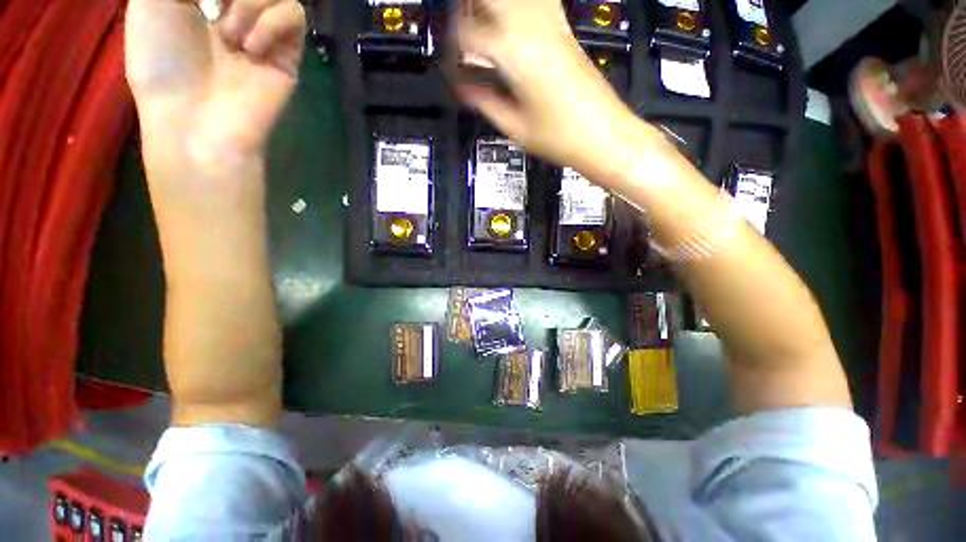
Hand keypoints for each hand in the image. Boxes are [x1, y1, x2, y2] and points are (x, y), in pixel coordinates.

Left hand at [125, 0, 306, 158]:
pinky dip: (273, 23)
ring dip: (248, 5)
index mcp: (203, 1)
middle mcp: (234, 13)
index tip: (200, 3)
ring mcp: (263, 35)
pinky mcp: (286, 57)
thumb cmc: (160, 62)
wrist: (194, 119)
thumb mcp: (150, 2)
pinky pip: (295, 16)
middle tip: (210, 11)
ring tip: (228, 37)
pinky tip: (250, 47)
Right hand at [455, 0, 631, 168]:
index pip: (467, 34)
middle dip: (467, 10)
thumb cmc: (562, 137)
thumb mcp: (515, 127)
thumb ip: (484, 102)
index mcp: (515, 55)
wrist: (603, 135)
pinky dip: (519, 8)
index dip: (451, 47)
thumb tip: (465, 88)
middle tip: (459, 32)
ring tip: (480, 22)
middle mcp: (533, 29)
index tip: (449, 63)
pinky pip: (539, 2)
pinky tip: (513, 20)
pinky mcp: (565, 32)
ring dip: (491, 6)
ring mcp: (553, 26)